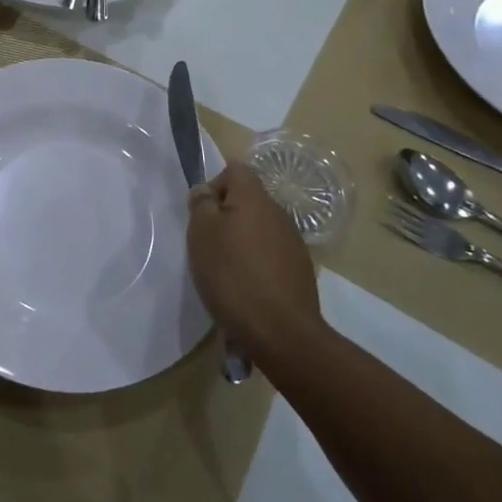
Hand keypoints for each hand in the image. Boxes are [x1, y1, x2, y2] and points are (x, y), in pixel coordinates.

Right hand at [188, 162, 320, 358]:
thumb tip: (206, 191)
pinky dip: (256, 264)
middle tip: (207, 245)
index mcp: (255, 199)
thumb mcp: (201, 234)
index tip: (202, 214)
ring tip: (225, 271)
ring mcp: (293, 243)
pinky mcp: (300, 271)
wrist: (281, 332)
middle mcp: (278, 213)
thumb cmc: (233, 276)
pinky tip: (246, 289)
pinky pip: (271, 254)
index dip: (214, 184)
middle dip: (225, 216)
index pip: (236, 169)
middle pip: (247, 200)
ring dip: (241, 241)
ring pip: (259, 228)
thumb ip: (201, 204)